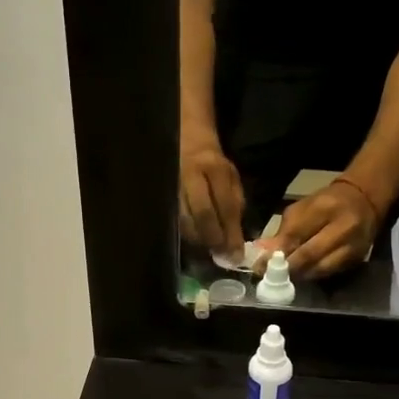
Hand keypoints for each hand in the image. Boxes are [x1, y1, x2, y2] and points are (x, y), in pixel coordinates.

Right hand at [179, 139, 245, 256]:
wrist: (185, 141)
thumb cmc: (212, 164)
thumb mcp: (231, 177)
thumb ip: (235, 203)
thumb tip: (235, 237)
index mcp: (215, 169)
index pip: (225, 205)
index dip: (231, 233)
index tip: (236, 254)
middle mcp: (191, 176)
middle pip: (202, 214)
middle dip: (213, 238)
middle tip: (221, 256)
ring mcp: (173, 184)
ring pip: (184, 220)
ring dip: (198, 240)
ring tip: (208, 251)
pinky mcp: (162, 193)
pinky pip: (174, 219)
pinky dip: (185, 234)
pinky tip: (194, 242)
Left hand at [257, 179, 379, 279]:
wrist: (363, 201)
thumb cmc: (326, 203)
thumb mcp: (302, 208)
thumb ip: (284, 231)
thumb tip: (263, 253)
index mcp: (324, 208)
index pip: (296, 234)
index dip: (276, 252)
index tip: (259, 265)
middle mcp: (342, 227)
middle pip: (309, 254)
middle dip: (287, 267)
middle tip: (270, 276)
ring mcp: (353, 245)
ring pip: (320, 268)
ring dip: (299, 275)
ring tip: (283, 277)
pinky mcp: (357, 258)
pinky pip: (330, 272)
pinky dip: (313, 275)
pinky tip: (302, 275)